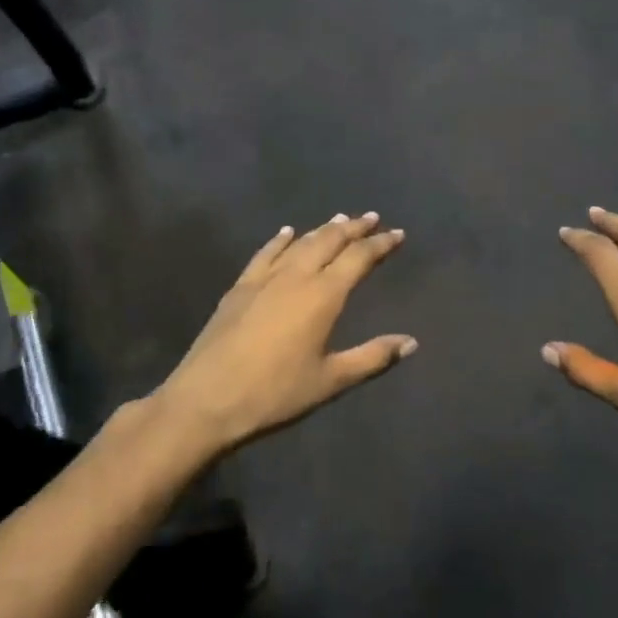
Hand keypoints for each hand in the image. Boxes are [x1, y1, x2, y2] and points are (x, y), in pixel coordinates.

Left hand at [151, 213, 414, 453]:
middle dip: (353, 228)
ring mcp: (264, 279)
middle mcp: (296, 276)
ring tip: (338, 219)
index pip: (358, 258)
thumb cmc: (275, 393)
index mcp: (323, 296)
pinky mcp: (239, 288)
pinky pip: (264, 254)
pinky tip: (286, 232)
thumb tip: (411, 342)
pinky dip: (279, 240)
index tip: (397, 233)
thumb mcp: (330, 380)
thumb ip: (372, 357)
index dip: (380, 244)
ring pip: (299, 243)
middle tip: (371, 218)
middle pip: (329, 241)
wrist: (206, 400)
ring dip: (322, 229)